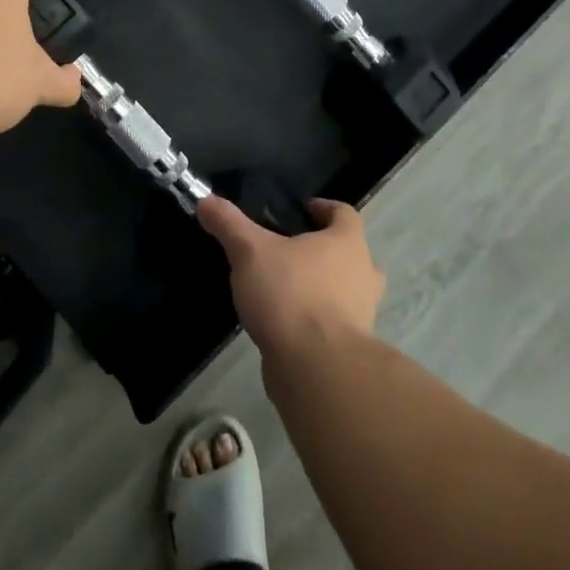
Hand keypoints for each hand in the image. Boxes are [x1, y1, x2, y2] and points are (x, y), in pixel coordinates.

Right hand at [197, 196, 385, 368]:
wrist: (316, 369)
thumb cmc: (290, 294)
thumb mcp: (249, 251)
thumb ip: (229, 224)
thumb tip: (206, 200)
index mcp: (347, 243)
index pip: (345, 213)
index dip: (325, 208)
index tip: (304, 209)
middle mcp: (363, 274)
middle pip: (350, 253)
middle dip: (325, 250)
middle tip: (292, 250)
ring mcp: (362, 314)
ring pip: (345, 291)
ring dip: (323, 287)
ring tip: (286, 287)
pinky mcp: (351, 348)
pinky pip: (335, 323)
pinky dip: (315, 319)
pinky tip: (286, 323)